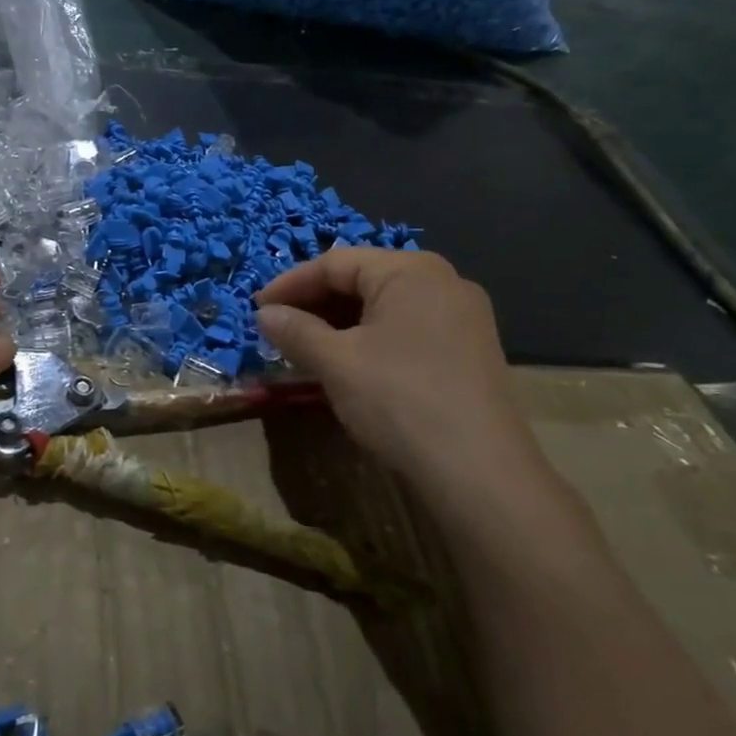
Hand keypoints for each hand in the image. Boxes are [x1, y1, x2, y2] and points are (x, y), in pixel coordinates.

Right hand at [256, 249, 583, 547]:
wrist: (479, 473)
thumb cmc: (399, 400)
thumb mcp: (336, 362)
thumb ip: (296, 331)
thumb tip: (265, 314)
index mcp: (410, 271)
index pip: (336, 262)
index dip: (290, 284)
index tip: (256, 309)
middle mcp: (442, 281)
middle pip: (363, 279)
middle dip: (315, 303)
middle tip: (278, 331)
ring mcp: (463, 317)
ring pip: (385, 306)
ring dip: (340, 323)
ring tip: (306, 350)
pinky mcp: (470, 351)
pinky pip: (407, 329)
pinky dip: (370, 339)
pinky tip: (349, 365)